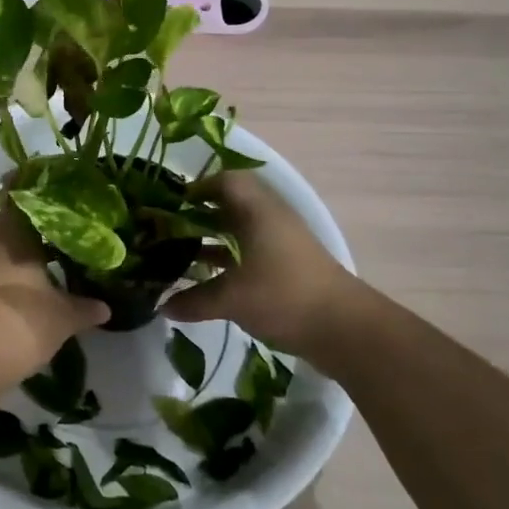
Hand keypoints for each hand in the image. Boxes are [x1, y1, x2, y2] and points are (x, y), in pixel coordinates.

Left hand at [0, 199, 108, 393]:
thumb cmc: (17, 324)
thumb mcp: (62, 317)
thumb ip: (85, 307)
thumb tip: (106, 306)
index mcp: (11, 231)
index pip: (20, 191)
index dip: (38, 182)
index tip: (60, 180)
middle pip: (14, 218)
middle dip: (39, 219)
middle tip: (70, 219)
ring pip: (3, 243)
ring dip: (25, 245)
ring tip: (57, 249)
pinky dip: (13, 266)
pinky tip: (34, 279)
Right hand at [164, 172, 363, 359]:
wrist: (345, 328)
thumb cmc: (284, 296)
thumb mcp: (232, 298)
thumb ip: (195, 300)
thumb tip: (163, 306)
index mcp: (258, 211)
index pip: (226, 181)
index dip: (198, 187)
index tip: (173, 204)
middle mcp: (271, 218)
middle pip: (232, 204)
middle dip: (200, 214)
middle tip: (170, 229)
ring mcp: (283, 242)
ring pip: (241, 230)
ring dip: (214, 238)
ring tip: (182, 254)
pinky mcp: (289, 265)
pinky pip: (251, 250)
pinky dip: (229, 259)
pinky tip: (209, 279)